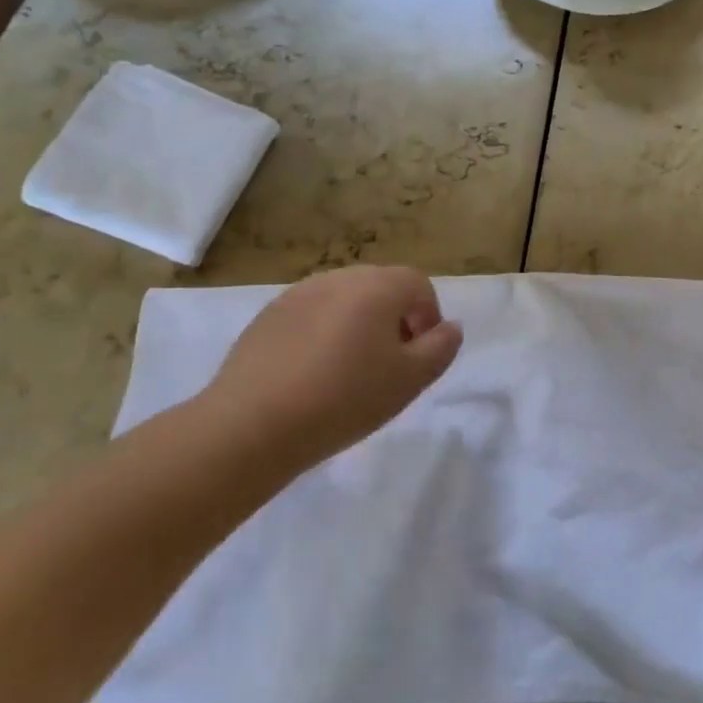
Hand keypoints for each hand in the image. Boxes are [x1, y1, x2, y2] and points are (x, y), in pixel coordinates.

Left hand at [193, 266, 463, 471]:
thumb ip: (440, 348)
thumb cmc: (344, 399)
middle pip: (381, 286)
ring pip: (344, 300)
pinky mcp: (268, 315)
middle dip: (394, 318)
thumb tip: (450, 327)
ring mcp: (299, 293)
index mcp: (377, 287)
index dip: (429, 316)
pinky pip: (311, 314)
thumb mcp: (409, 381)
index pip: (419, 284)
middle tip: (389, 364)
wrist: (252, 424)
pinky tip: (311, 374)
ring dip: (357, 324)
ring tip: (349, 371)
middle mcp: (339, 278)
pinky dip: (322, 333)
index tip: (420, 355)